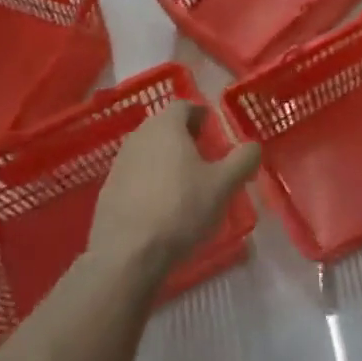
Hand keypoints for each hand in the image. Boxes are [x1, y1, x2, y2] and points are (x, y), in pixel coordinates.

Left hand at [89, 102, 261, 281]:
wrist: (127, 254)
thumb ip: (242, 159)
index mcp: (166, 127)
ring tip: (185, 181)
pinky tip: (162, 203)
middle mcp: (138, 137)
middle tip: (203, 154)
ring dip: (166, 158)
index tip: (212, 130)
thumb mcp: (223, 185)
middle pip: (164, 126)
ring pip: (148, 150)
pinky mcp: (108, 190)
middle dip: (184, 136)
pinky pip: (135, 174)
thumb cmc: (180, 208)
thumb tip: (253, 146)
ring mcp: (119, 163)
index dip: (200, 114)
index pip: (183, 106)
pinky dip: (150, 180)